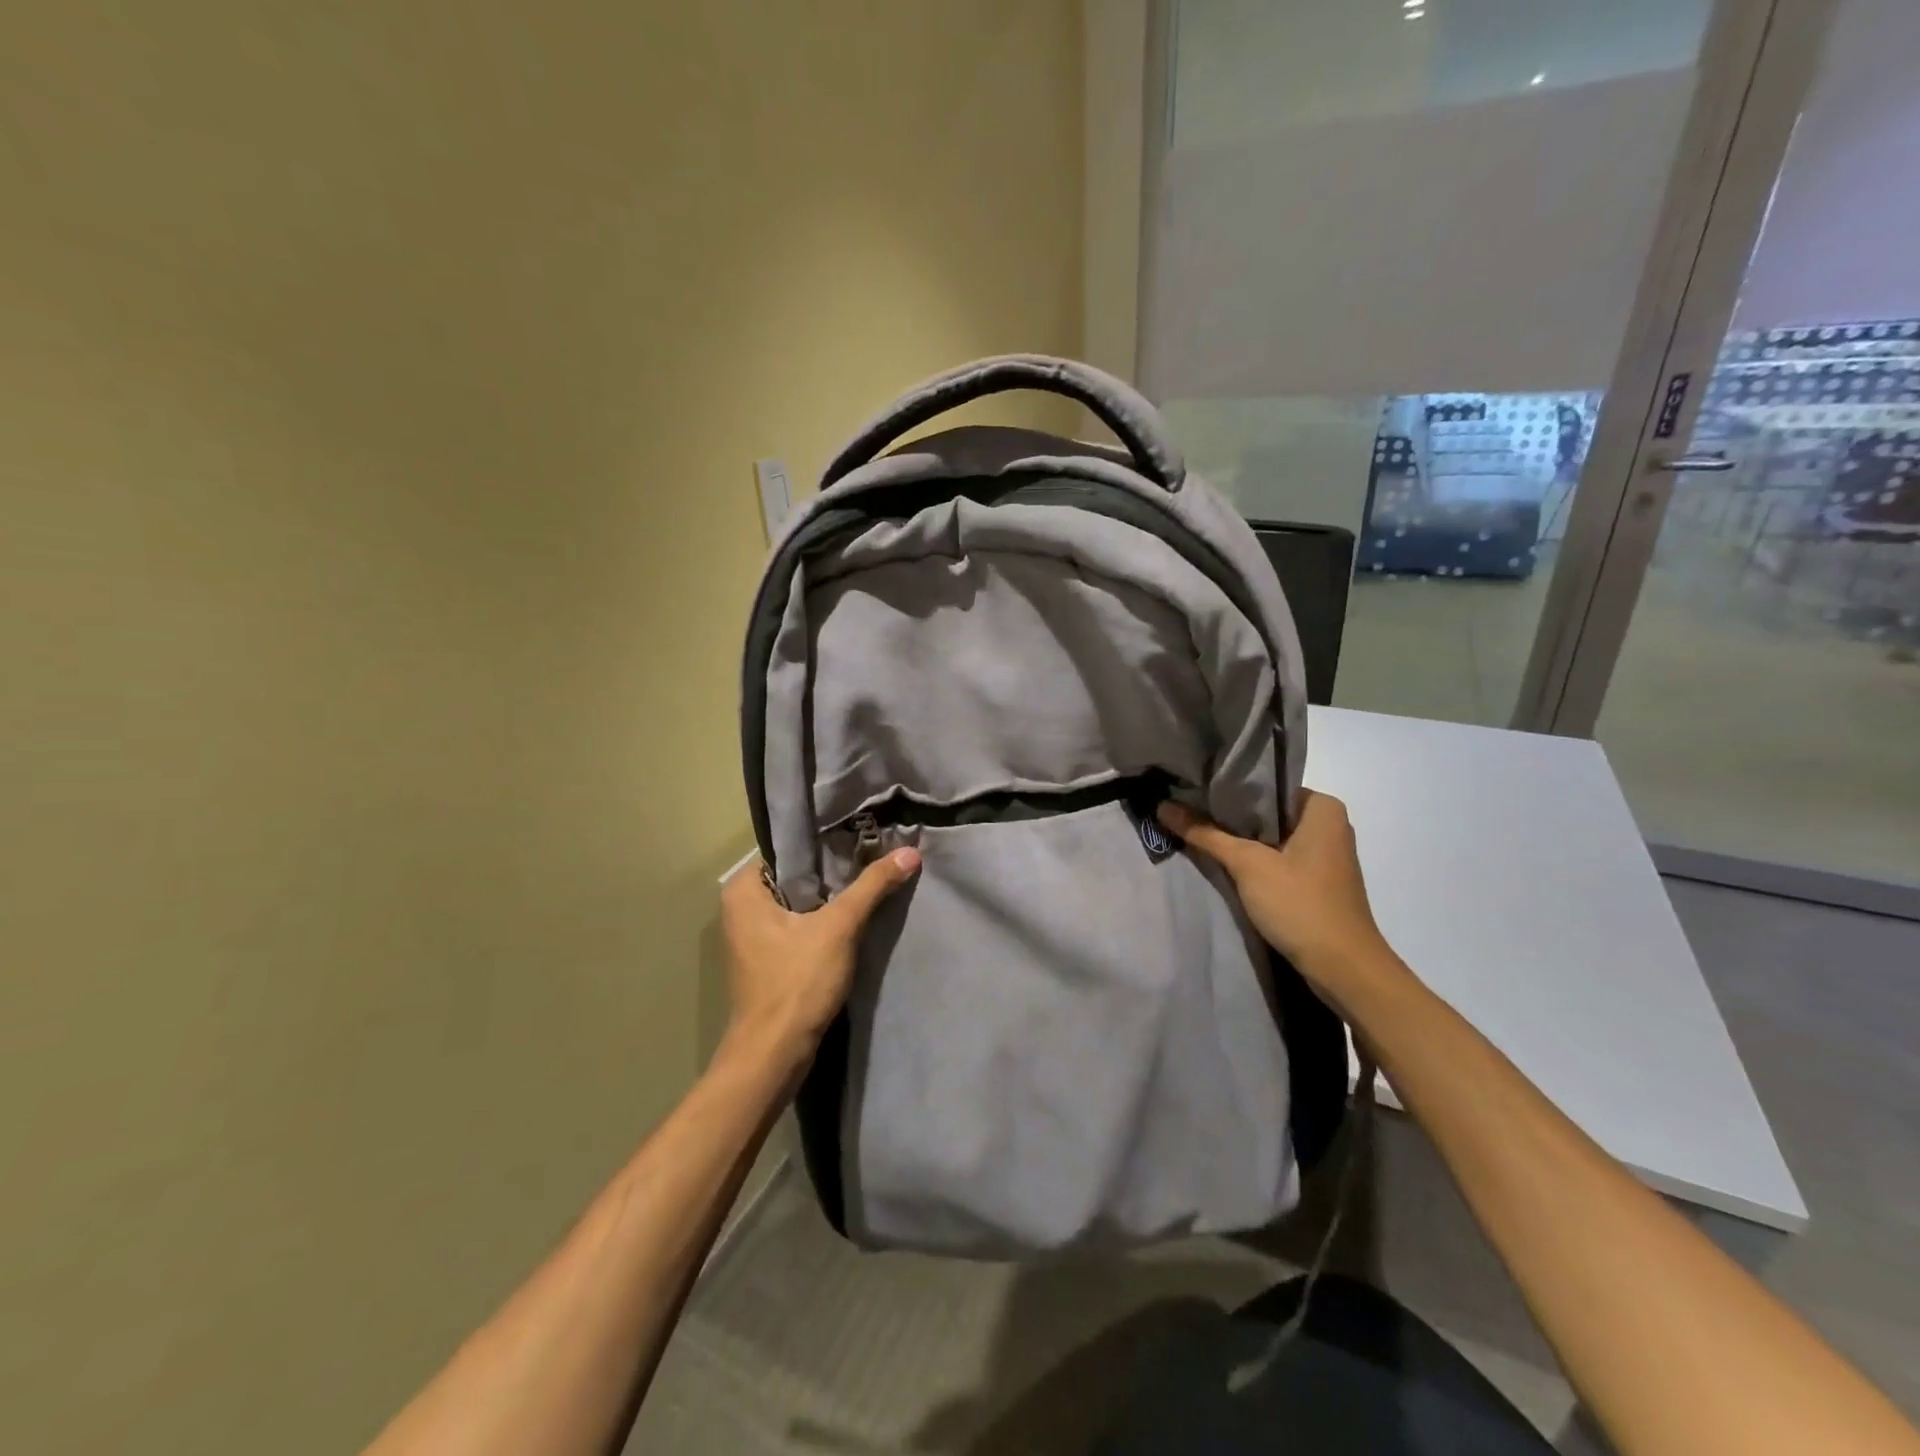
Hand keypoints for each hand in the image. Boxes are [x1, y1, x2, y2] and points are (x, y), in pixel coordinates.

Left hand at [719, 848, 920, 1067]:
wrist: (774, 1054)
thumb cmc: (796, 981)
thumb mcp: (839, 927)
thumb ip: (873, 886)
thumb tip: (910, 851)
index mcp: (743, 889)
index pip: (789, 848)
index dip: (827, 840)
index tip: (864, 832)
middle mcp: (742, 907)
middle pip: (798, 874)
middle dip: (834, 868)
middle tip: (875, 851)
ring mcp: (753, 935)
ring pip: (801, 900)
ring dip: (832, 895)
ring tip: (872, 875)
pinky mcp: (769, 959)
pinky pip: (800, 924)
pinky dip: (825, 919)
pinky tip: (856, 913)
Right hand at [1157, 791, 1394, 997]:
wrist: (1344, 969)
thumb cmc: (1300, 904)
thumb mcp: (1247, 864)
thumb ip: (1205, 833)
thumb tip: (1162, 806)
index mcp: (1322, 807)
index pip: (1266, 785)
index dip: (1227, 788)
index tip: (1191, 790)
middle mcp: (1328, 824)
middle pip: (1266, 811)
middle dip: (1229, 815)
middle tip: (1186, 809)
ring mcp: (1325, 855)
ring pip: (1271, 836)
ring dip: (1239, 839)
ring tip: (1197, 831)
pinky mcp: (1317, 881)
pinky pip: (1279, 858)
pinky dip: (1254, 859)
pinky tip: (1224, 862)